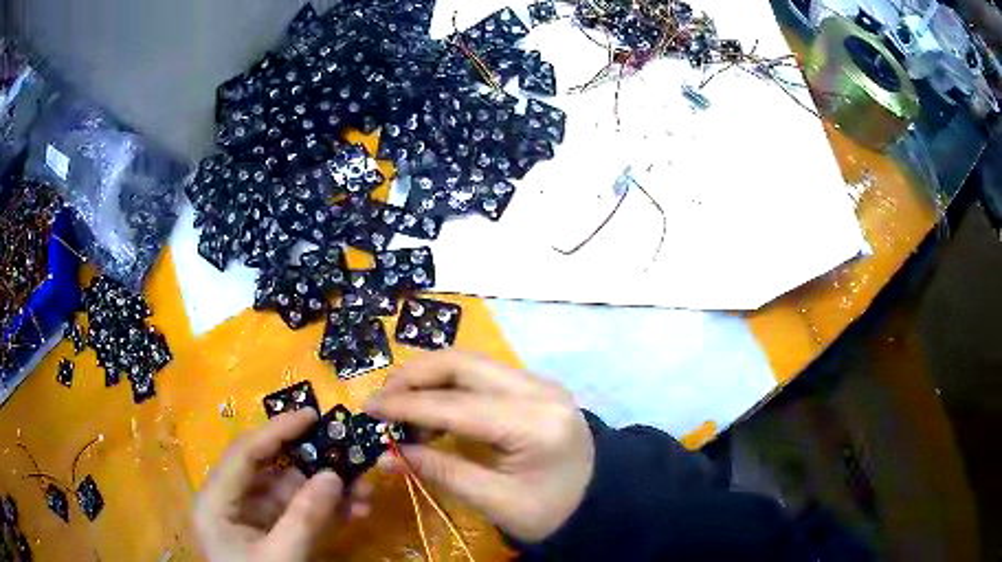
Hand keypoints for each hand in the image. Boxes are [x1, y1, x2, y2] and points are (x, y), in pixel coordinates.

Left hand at [193, 409, 372, 561]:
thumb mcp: (280, 557)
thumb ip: (304, 519)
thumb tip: (333, 476)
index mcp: (216, 501)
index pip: (245, 454)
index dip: (278, 431)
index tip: (312, 415)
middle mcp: (232, 502)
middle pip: (273, 470)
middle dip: (313, 464)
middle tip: (349, 453)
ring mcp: (255, 519)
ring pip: (292, 492)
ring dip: (329, 490)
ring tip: (365, 491)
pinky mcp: (274, 533)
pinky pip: (301, 513)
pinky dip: (328, 511)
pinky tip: (357, 511)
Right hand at [365, 350, 594, 542]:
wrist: (598, 501)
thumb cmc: (550, 511)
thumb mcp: (495, 501)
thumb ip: (439, 471)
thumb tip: (385, 455)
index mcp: (534, 423)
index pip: (456, 404)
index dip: (406, 404)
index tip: (368, 407)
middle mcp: (538, 389)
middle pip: (463, 363)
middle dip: (414, 376)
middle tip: (381, 399)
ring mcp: (539, 382)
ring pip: (471, 362)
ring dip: (430, 376)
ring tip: (401, 404)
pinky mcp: (534, 386)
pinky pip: (482, 373)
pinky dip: (449, 384)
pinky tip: (433, 407)